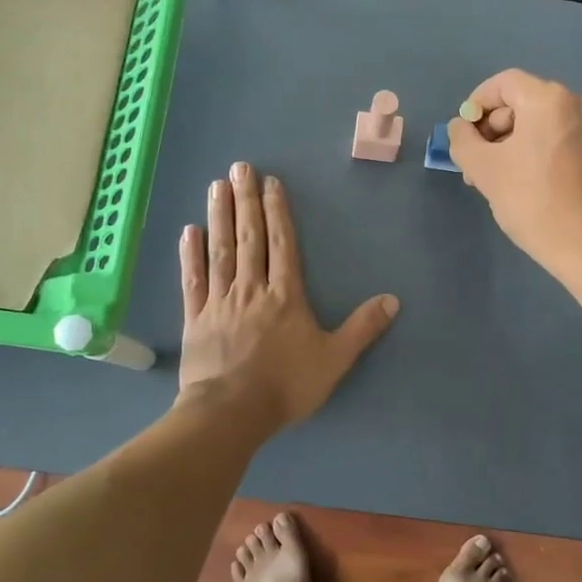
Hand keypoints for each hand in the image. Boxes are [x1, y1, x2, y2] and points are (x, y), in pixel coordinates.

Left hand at [178, 161, 397, 427]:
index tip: (270, 183)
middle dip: (246, 201)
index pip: (282, 244)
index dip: (277, 211)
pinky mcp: (196, 318)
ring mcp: (220, 301)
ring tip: (217, 186)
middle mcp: (252, 288)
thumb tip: (393, 300)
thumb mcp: (335, 359)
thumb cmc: (286, 385)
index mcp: (285, 295)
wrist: (232, 412)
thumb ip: (362, 328)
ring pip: (220, 250)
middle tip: (239, 168)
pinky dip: (190, 254)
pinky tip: (189, 230)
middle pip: (249, 238)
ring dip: (220, 216)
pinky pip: (193, 280)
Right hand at [446, 69, 581, 281]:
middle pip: (521, 104)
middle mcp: (577, 104)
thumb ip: (463, 140)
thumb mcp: (484, 169)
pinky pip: (557, 140)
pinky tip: (522, 185)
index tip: (463, 135)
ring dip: (510, 147)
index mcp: (550, 99)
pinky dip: (534, 154)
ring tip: (493, 181)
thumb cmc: (533, 202)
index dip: (476, 104)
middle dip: (492, 132)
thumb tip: (460, 127)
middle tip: (474, 167)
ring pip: (538, 126)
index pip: (502, 84)